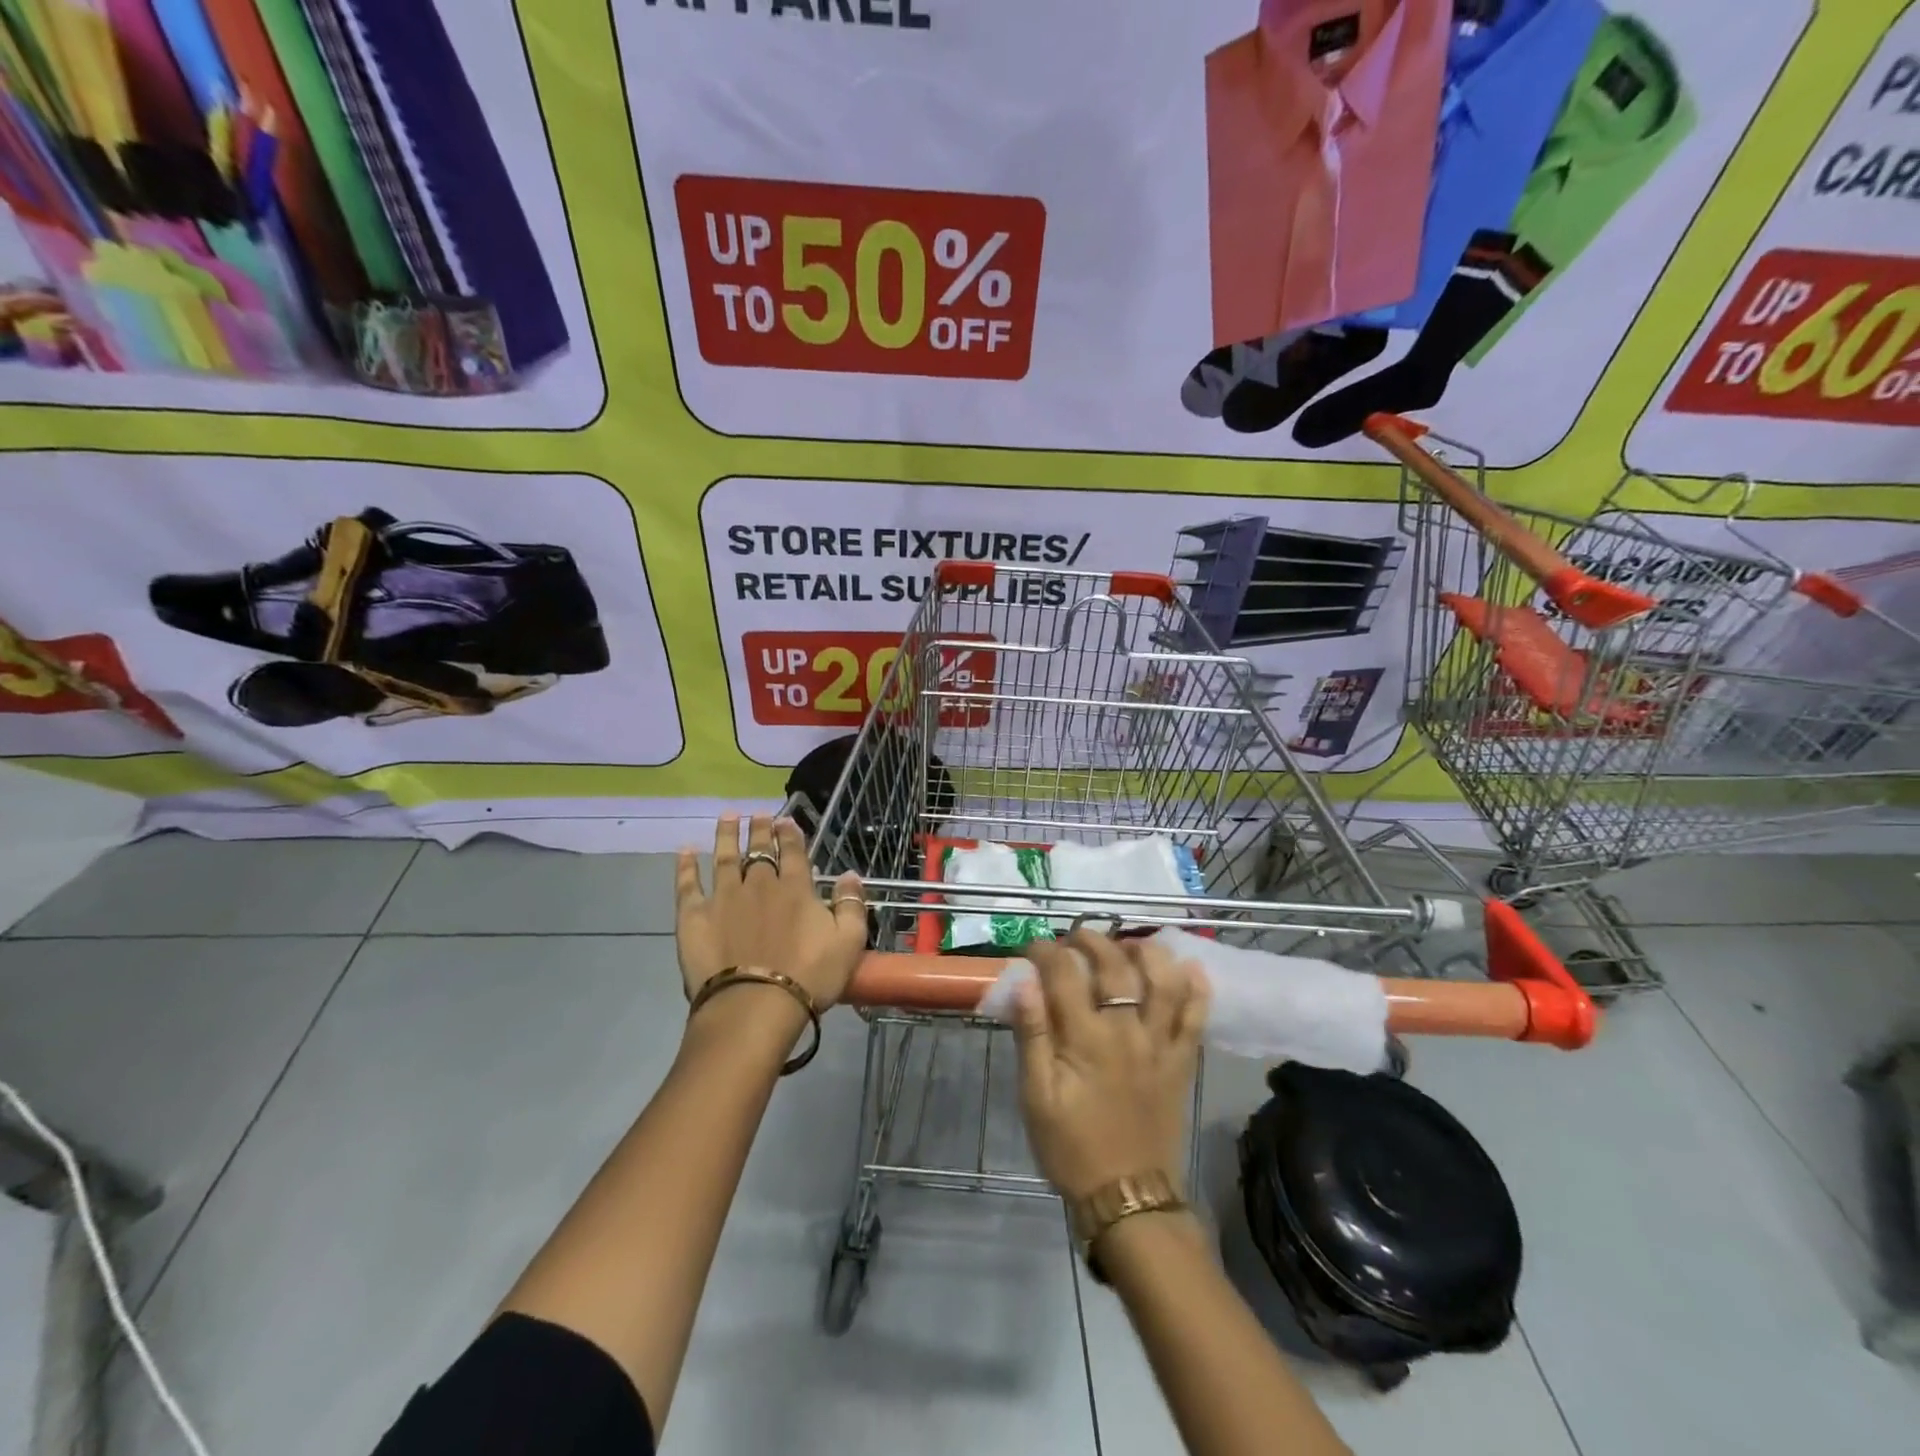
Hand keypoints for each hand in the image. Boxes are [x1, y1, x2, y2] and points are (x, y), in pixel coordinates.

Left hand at [675, 814, 867, 1010]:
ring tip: (728, 816)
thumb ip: (851, 904)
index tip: (786, 820)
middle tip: (758, 814)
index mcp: (796, 889)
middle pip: (759, 850)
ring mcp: (723, 898)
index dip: (790, 834)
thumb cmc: (809, 976)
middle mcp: (758, 884)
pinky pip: (687, 885)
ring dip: (727, 835)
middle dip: (760, 829)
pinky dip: (685, 867)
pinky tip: (684, 852)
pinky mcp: (694, 917)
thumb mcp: (848, 942)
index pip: (793, 852)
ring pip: (724, 857)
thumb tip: (850, 874)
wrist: (754, 1005)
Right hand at [1011, 930, 1209, 1200]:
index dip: (1046, 952)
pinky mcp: (1181, 1062)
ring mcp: (1160, 1045)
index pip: (1064, 975)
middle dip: (1092, 941)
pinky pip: (1195, 1019)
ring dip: (1147, 953)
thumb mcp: (1036, 1096)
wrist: (1127, 1197)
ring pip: (1163, 982)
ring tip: (1129, 943)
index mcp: (1086, 1039)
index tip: (1033, 947)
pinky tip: (1191, 968)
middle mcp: (1127, 1031)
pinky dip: (1197, 990)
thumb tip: (1024, 982)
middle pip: (1115, 967)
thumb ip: (1031, 1035)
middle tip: (1075, 936)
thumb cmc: (1071, 1146)